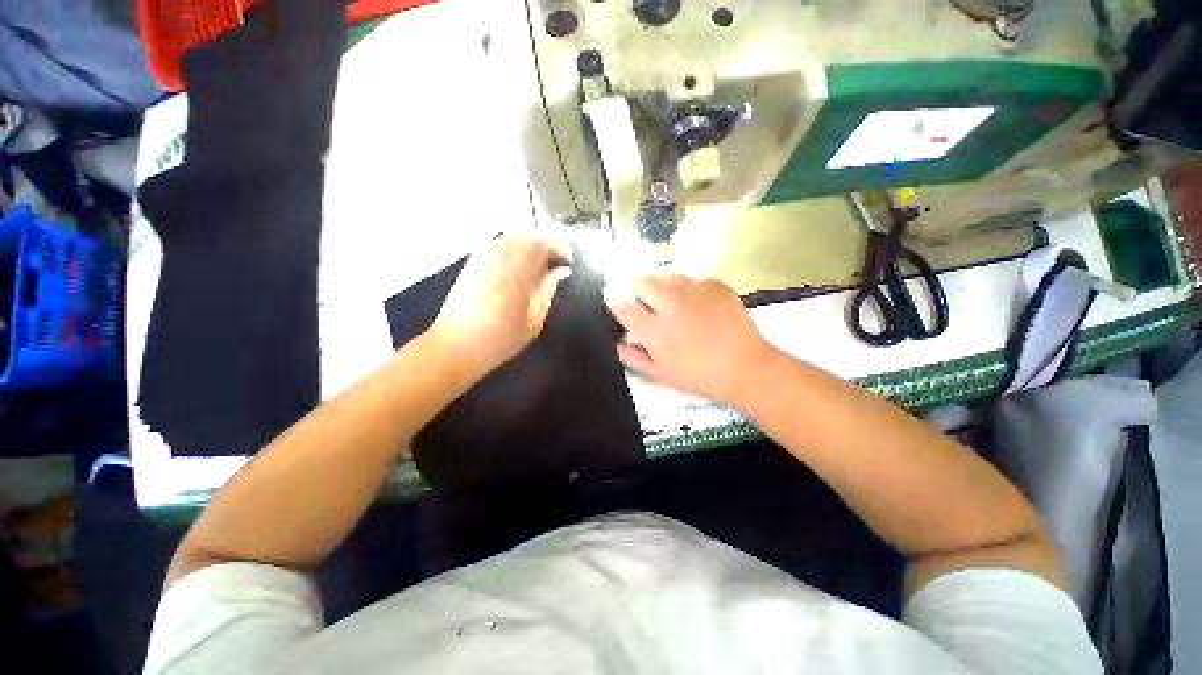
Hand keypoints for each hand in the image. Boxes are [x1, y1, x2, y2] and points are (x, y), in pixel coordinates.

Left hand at [427, 235, 570, 378]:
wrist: (455, 346)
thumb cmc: (499, 341)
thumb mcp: (533, 322)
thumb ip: (547, 292)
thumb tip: (562, 272)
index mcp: (517, 276)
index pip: (542, 246)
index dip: (559, 249)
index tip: (567, 262)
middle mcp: (500, 261)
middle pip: (526, 236)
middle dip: (546, 244)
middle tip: (555, 261)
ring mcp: (483, 259)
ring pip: (510, 236)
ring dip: (529, 243)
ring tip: (538, 261)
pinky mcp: (471, 263)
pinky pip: (494, 243)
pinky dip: (510, 246)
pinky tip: (516, 261)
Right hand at [605, 274, 776, 405]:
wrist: (746, 367)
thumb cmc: (700, 375)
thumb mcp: (661, 374)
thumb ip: (634, 357)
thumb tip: (618, 341)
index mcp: (656, 330)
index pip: (623, 306)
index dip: (615, 303)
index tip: (616, 304)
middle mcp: (672, 303)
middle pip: (642, 280)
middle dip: (639, 291)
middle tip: (650, 307)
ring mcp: (695, 290)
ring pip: (665, 276)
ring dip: (663, 288)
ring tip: (676, 307)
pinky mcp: (715, 284)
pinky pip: (690, 279)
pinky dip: (687, 290)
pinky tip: (699, 307)